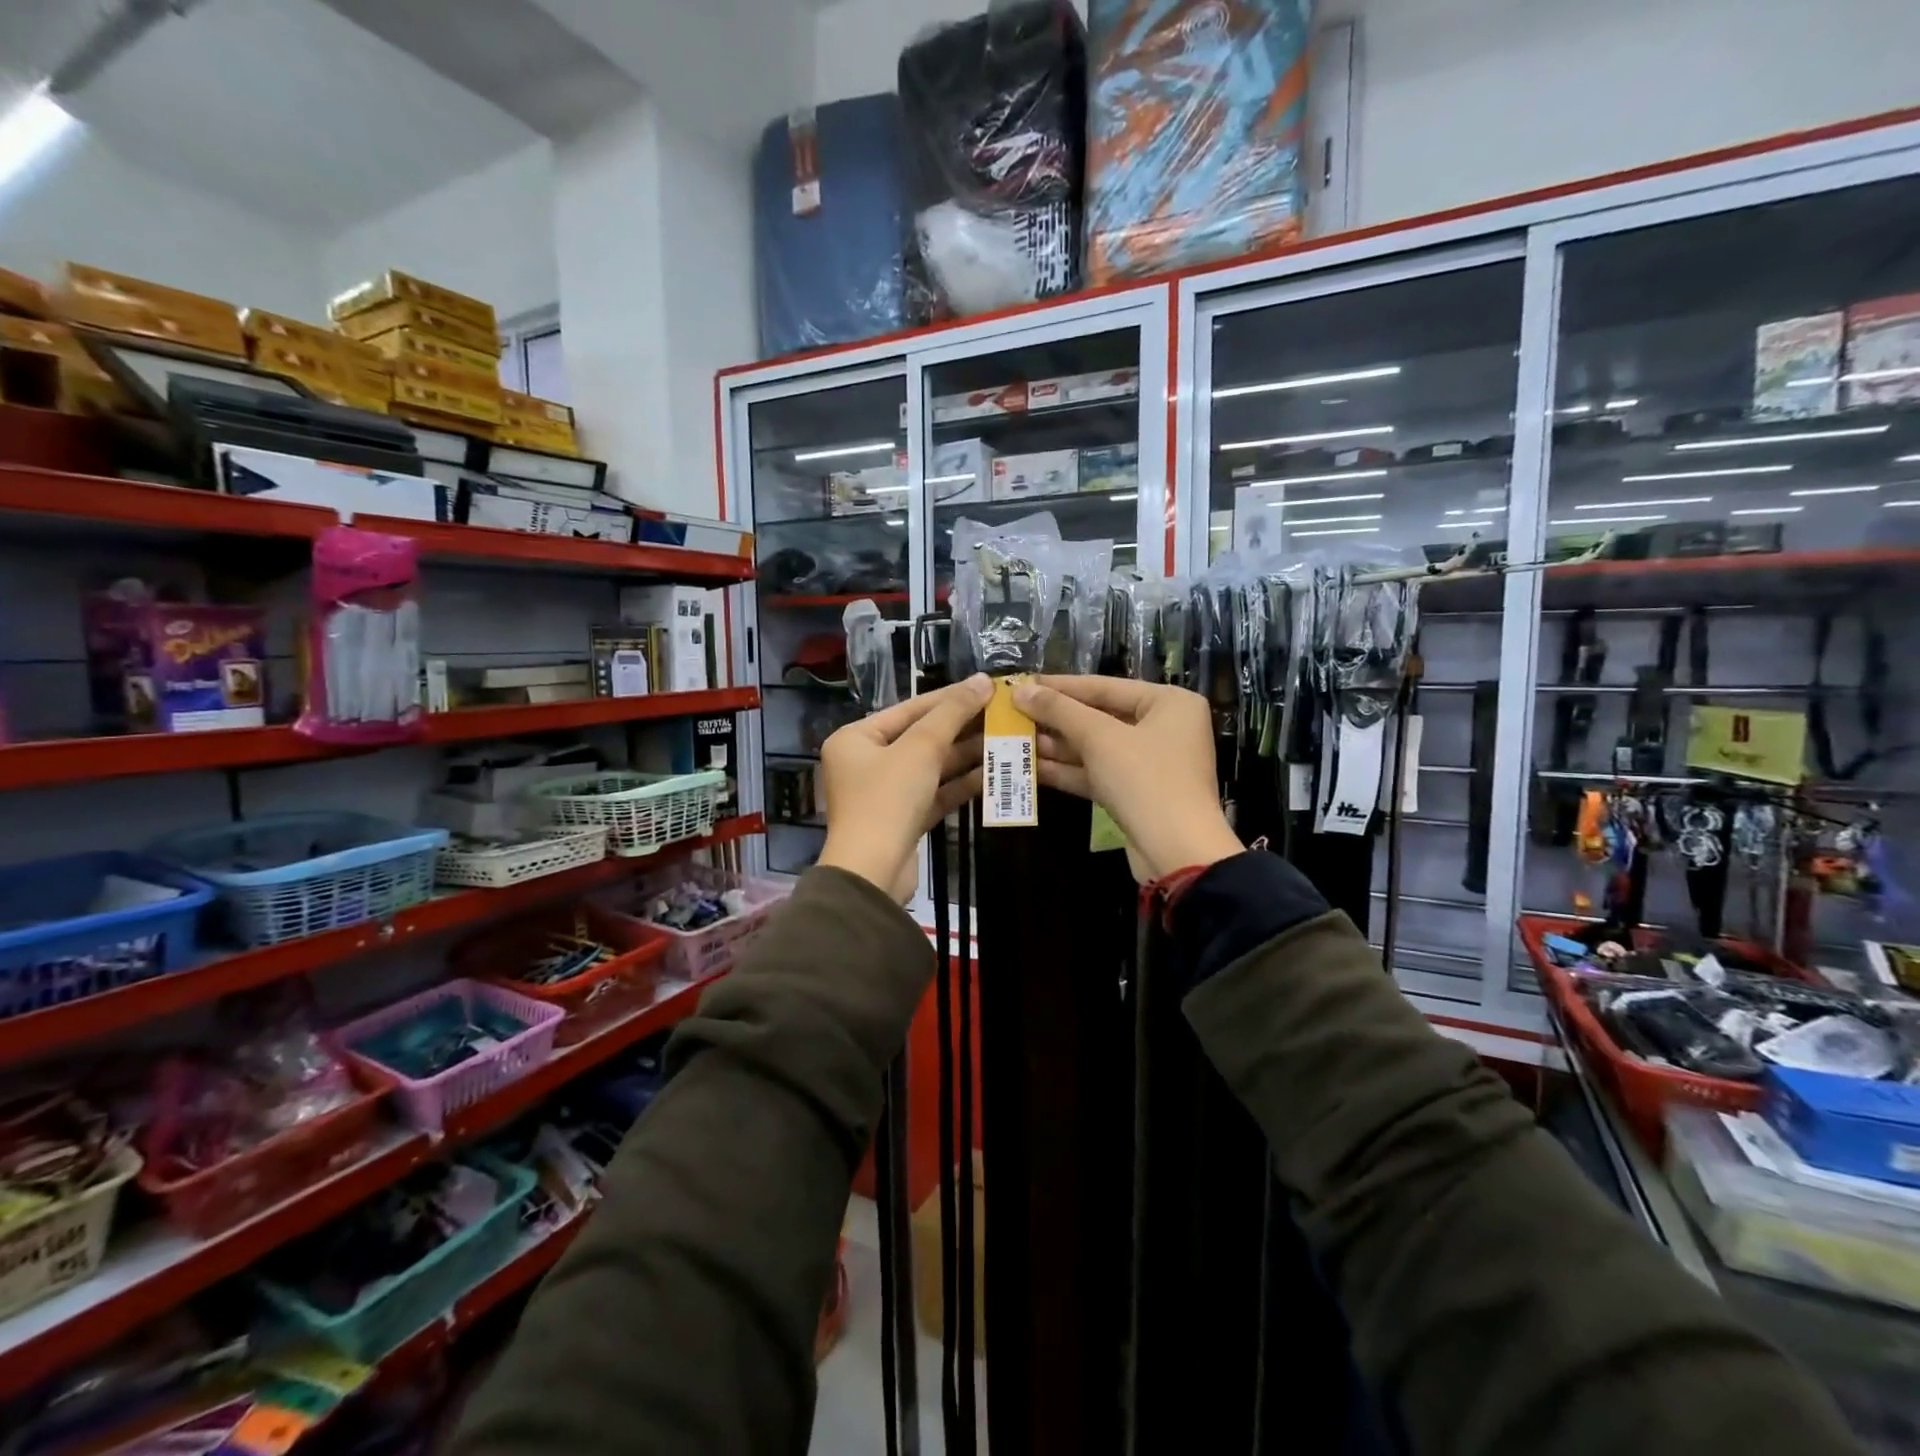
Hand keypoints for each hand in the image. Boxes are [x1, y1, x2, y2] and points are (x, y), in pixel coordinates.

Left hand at [817, 674, 990, 901]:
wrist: (873, 873)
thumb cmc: (888, 799)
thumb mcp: (921, 748)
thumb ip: (952, 712)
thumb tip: (983, 680)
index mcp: (856, 738)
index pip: (911, 709)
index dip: (951, 697)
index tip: (988, 687)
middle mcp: (865, 762)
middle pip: (921, 737)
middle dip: (962, 728)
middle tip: (1002, 714)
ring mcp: (884, 793)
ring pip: (931, 766)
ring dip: (966, 755)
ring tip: (1005, 740)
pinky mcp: (903, 819)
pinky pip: (934, 793)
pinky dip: (960, 784)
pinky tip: (992, 773)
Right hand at [1012, 675, 1241, 882]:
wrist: (1176, 852)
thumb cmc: (1145, 779)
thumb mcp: (1100, 738)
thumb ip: (1060, 711)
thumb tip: (1021, 691)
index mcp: (1169, 703)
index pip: (1105, 687)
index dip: (1061, 686)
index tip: (1023, 684)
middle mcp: (1164, 727)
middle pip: (1099, 716)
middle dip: (1055, 719)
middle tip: (1013, 713)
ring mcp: (1150, 763)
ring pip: (1095, 747)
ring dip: (1056, 745)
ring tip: (1014, 738)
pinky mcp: (1135, 793)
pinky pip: (1097, 772)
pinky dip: (1068, 770)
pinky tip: (1031, 766)